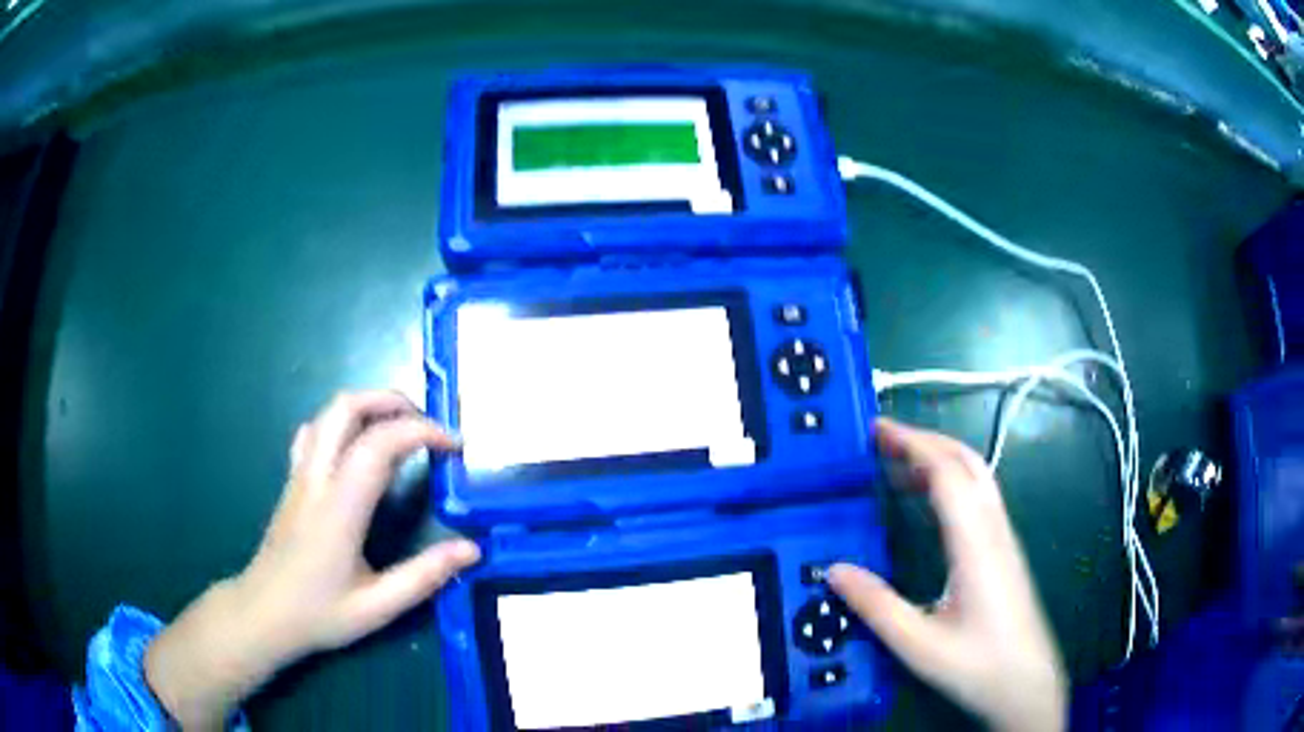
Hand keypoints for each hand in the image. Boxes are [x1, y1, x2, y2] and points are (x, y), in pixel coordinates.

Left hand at [145, 391, 479, 729]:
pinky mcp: (292, 480)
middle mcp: (316, 478)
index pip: (380, 443)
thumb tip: (472, 548)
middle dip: (393, 401)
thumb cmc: (319, 614)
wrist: (262, 614)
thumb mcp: (378, 608)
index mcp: (339, 508)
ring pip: (329, 412)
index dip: (422, 432)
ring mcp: (300, 474)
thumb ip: (424, 576)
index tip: (455, 446)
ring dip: (369, 407)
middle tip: (428, 426)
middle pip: (347, 406)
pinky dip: (345, 422)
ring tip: (402, 431)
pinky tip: (360, 448)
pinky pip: (316, 430)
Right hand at [828, 418, 1065, 731]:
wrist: (1027, 683)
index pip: (947, 473)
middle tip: (882, 439)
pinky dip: (950, 481)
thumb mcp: (918, 644)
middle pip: (966, 462)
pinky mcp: (1004, 550)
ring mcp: (1003, 537)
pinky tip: (928, 502)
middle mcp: (993, 529)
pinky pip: (978, 497)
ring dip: (939, 458)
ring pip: (976, 476)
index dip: (912, 443)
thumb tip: (834, 570)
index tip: (876, 430)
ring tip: (898, 462)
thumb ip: (876, 606)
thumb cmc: (977, 665)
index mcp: (975, 544)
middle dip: (925, 440)